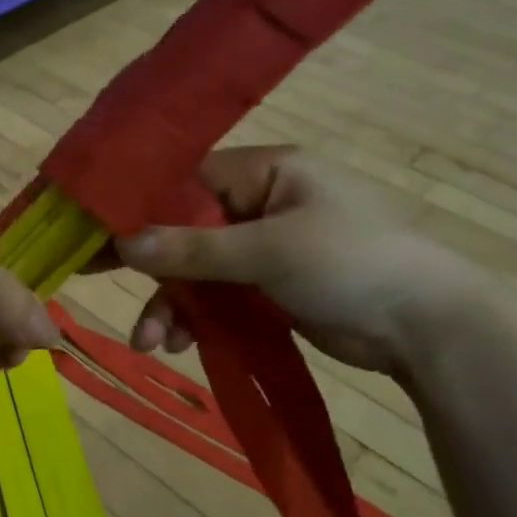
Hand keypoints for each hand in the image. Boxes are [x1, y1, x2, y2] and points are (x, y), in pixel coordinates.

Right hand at [113, 147, 486, 374]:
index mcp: (263, 172)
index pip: (183, 179)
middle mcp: (256, 203)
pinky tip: (178, 344)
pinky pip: (214, 297)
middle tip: (87, 276)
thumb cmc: (353, 264)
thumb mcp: (269, 250)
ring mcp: (260, 248)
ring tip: (152, 341)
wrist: (428, 328)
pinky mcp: (265, 287)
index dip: (137, 203)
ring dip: (169, 303)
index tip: (92, 230)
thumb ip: (194, 247)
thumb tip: (122, 241)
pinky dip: (195, 319)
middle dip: (148, 264)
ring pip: (194, 268)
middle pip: (181, 227)